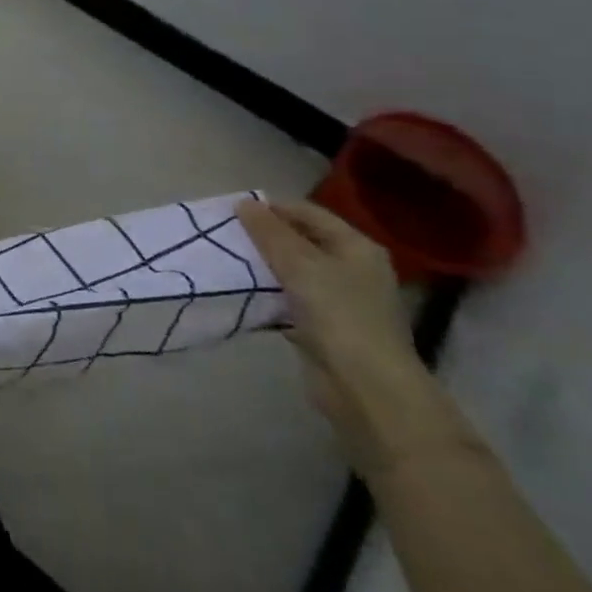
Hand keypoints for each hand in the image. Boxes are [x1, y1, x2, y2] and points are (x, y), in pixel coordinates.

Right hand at [237, 199, 427, 445]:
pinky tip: (240, 292)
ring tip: (226, 260)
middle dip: (263, 237)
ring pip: (291, 271)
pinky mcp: (323, 326)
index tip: (232, 211)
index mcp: (356, 247)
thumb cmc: (339, 315)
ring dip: (261, 266)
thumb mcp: (301, 265)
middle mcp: (351, 269)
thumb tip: (244, 203)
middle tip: (225, 235)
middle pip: (300, 241)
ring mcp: (339, 300)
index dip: (271, 208)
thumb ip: (270, 232)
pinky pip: (288, 299)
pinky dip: (266, 294)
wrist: (366, 388)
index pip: (308, 213)